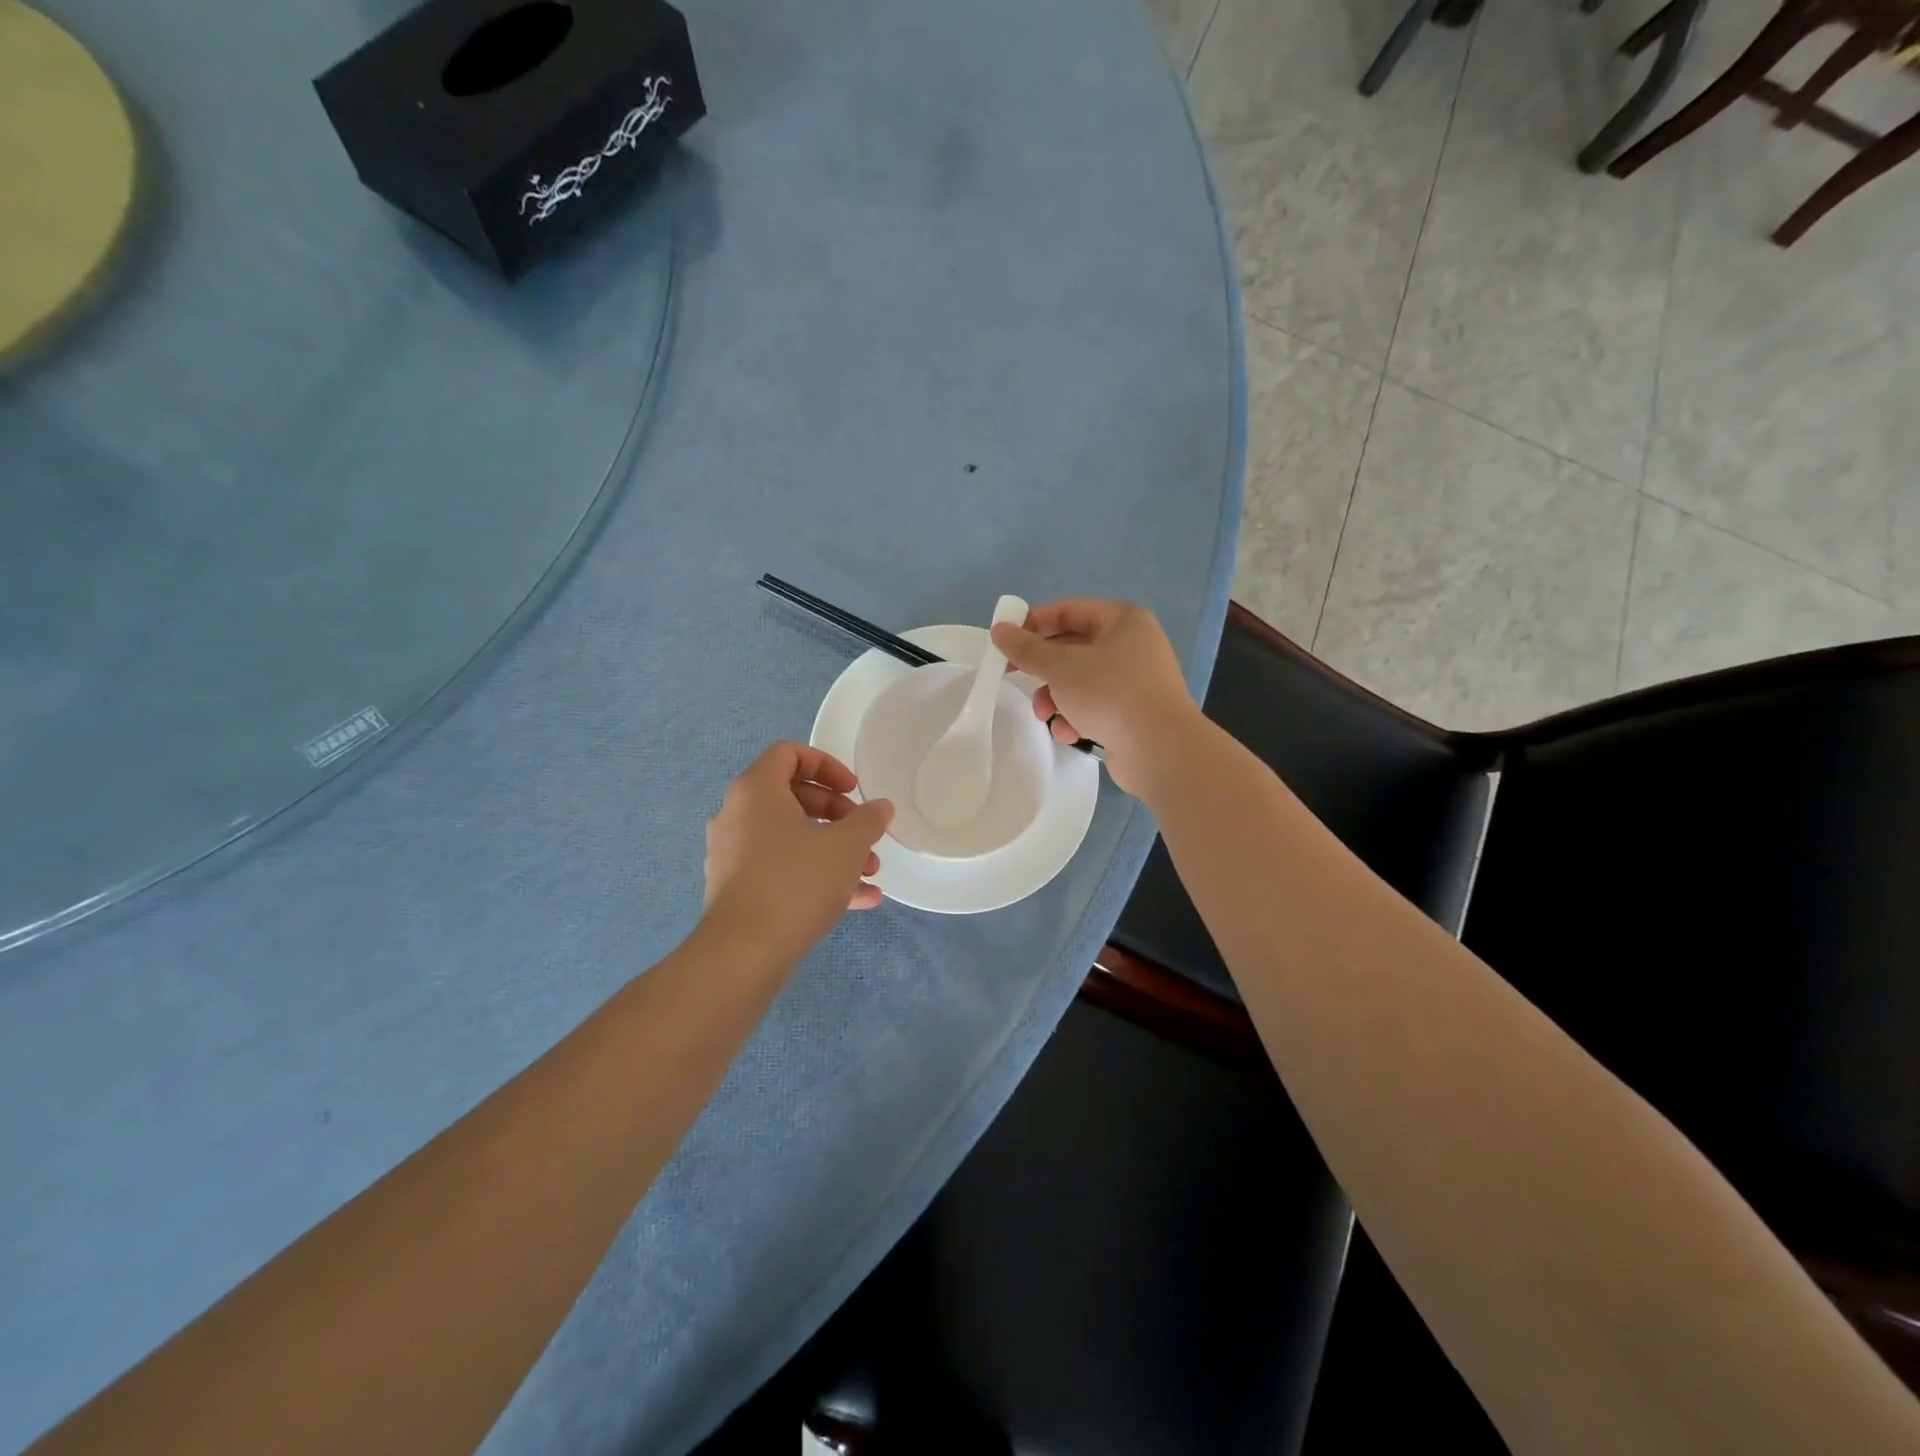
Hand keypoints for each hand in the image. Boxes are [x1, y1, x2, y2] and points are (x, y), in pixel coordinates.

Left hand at [702, 742, 893, 958]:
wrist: (744, 953)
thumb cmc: (796, 882)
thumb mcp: (846, 846)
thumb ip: (868, 820)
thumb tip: (879, 807)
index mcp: (756, 791)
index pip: (789, 753)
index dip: (827, 765)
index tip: (853, 790)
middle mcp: (737, 815)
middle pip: (793, 796)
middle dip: (837, 813)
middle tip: (863, 832)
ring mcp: (733, 854)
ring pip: (790, 837)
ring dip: (833, 847)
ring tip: (870, 871)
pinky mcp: (737, 888)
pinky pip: (781, 868)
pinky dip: (816, 874)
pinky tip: (860, 899)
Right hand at [990, 599, 1199, 797]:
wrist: (1161, 750)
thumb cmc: (1111, 694)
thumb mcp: (1061, 667)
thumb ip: (1027, 649)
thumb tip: (999, 630)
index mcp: (1123, 621)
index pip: (1069, 610)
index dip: (1034, 623)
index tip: (1005, 642)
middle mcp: (1132, 645)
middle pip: (1072, 648)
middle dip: (1043, 668)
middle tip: (1012, 676)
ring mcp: (1134, 681)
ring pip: (1080, 680)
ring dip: (1055, 697)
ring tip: (1044, 714)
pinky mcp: (1132, 713)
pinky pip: (1094, 706)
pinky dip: (1076, 717)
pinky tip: (1069, 733)